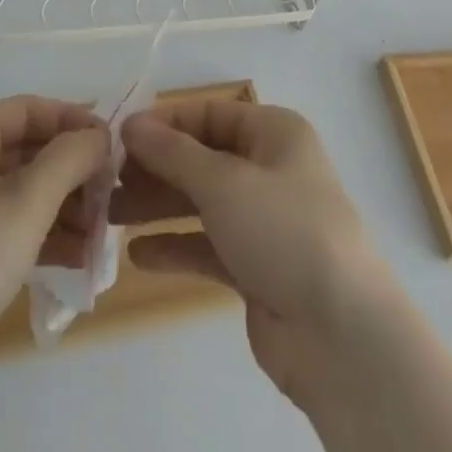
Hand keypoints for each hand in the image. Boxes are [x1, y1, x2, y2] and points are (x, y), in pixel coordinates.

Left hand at [0, 95, 109, 399]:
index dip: (73, 121)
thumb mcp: (26, 202)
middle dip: (73, 171)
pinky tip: (81, 258)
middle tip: (113, 193)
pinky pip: (13, 228)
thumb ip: (69, 159)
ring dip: (66, 207)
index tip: (113, 144)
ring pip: (24, 192)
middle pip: (29, 150)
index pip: (30, 109)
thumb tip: (99, 134)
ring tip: (102, 232)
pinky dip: (46, 237)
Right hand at [113, 101, 389, 411]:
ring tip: (112, 214)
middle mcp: (271, 169)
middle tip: (109, 181)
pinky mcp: (257, 268)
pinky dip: (175, 246)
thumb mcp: (222, 181)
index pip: (209, 115)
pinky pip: (208, 246)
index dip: (165, 123)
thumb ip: (172, 153)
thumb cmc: (283, 230)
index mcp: (274, 133)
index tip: (119, 136)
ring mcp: (265, 221)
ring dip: (159, 206)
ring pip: (201, 203)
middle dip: (156, 168)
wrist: (342, 336)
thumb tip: (131, 124)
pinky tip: (138, 255)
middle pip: (202, 159)